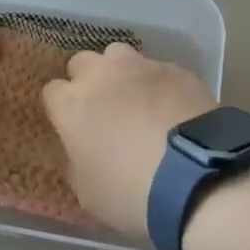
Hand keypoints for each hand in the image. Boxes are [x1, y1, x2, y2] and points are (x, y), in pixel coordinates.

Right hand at [41, 43, 215, 240]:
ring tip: (138, 102)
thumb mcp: (88, 192)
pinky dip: (158, 84)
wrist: (197, 176)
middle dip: (88, 81)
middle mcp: (101, 74)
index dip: (62, 109)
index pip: (52, 92)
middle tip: (103, 110)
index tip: (73, 128)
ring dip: (121, 74)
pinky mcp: (175, 68)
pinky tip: (171, 109)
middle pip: (82, 63)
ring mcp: (141, 66)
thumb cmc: (131, 191)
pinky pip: (157, 69)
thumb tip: (81, 148)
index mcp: (71, 104)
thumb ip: (77, 161)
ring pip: (119, 56)